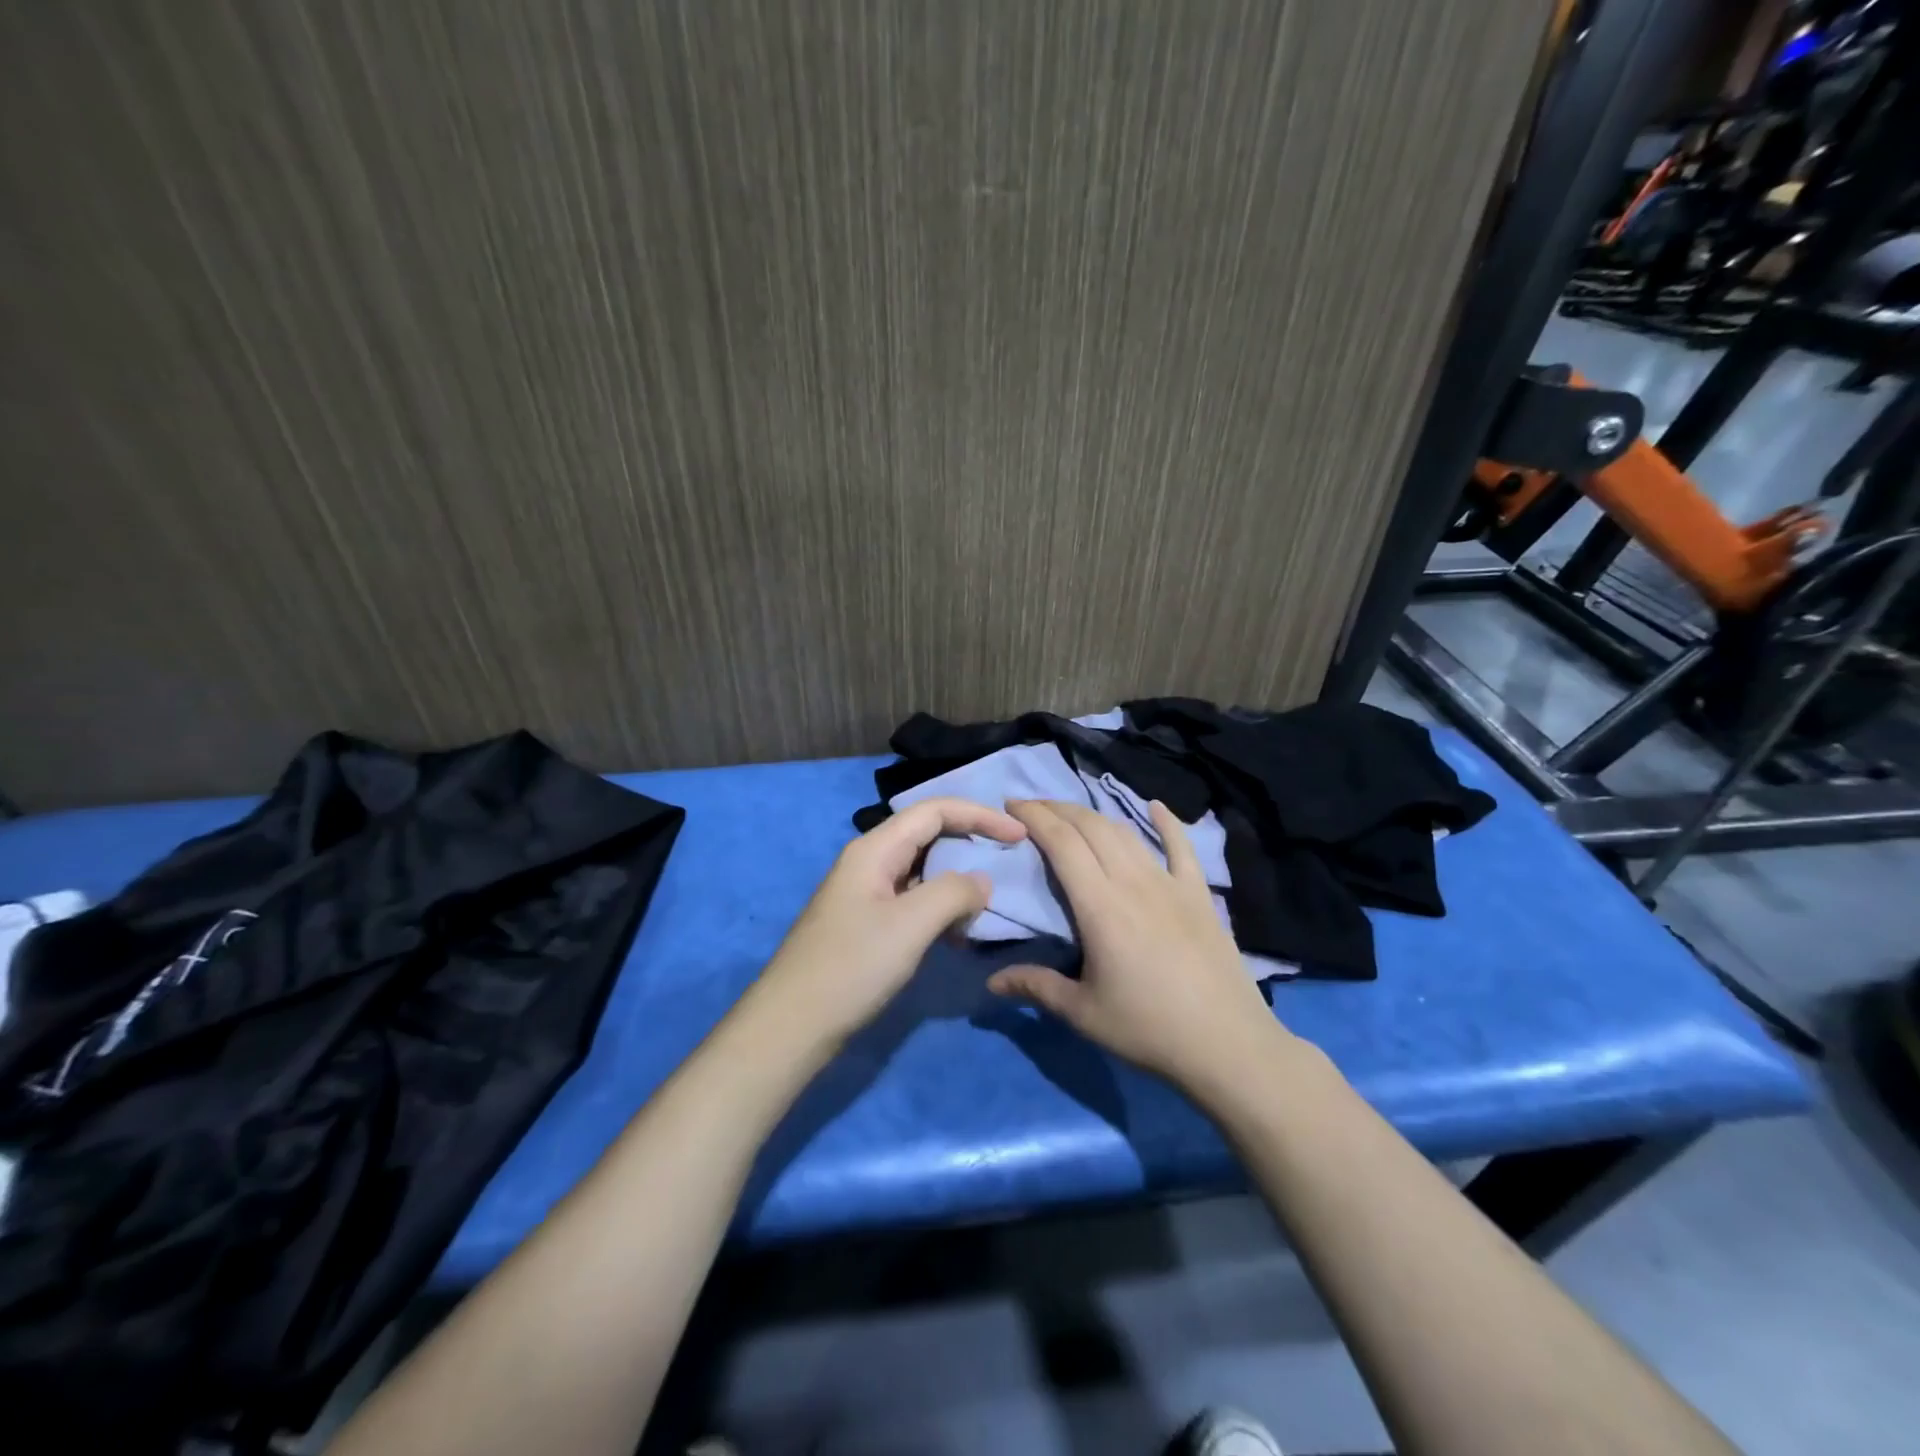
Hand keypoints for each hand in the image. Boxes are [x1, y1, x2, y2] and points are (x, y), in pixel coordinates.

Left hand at [748, 797, 1026, 1053]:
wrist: (792, 1025)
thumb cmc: (852, 967)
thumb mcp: (911, 925)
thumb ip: (954, 893)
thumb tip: (981, 881)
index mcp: (874, 849)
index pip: (934, 811)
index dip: (979, 815)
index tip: (1019, 835)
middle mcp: (869, 862)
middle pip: (928, 835)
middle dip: (970, 844)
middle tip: (1008, 863)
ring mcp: (865, 894)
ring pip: (922, 871)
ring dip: (956, 883)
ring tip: (985, 907)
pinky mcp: (866, 924)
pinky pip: (912, 901)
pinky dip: (940, 910)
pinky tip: (956, 936)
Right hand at [987, 799, 1289, 1096]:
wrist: (1228, 1045)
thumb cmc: (1149, 1029)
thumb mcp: (1083, 1013)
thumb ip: (1036, 987)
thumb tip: (991, 982)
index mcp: (1100, 906)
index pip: (1061, 843)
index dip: (1035, 817)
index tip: (1011, 805)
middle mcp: (1133, 882)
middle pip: (1091, 827)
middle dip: (1057, 809)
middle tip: (1031, 808)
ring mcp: (1170, 884)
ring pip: (1127, 833)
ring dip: (1095, 815)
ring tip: (1071, 814)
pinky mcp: (1199, 895)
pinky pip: (1182, 848)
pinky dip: (1167, 822)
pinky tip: (1155, 806)